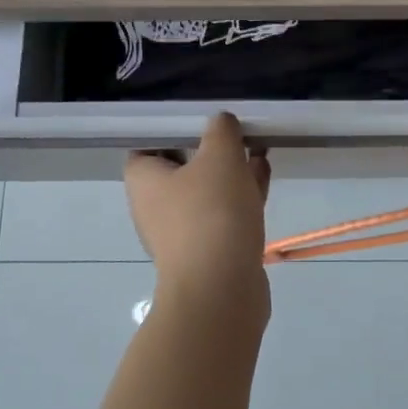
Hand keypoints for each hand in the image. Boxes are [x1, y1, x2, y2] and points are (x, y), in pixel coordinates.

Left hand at [125, 113, 272, 315]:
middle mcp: (155, 206)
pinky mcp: (207, 252)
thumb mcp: (220, 156)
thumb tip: (220, 122)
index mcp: (144, 180)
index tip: (202, 119)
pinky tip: (263, 179)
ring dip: (231, 172)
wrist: (221, 289)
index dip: (173, 130)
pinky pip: (221, 215)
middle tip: (238, 133)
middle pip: (182, 167)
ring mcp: (181, 233)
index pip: (147, 145)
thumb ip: (221, 130)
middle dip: (211, 150)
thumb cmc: (211, 213)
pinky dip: (239, 197)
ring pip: (206, 192)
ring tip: (259, 151)